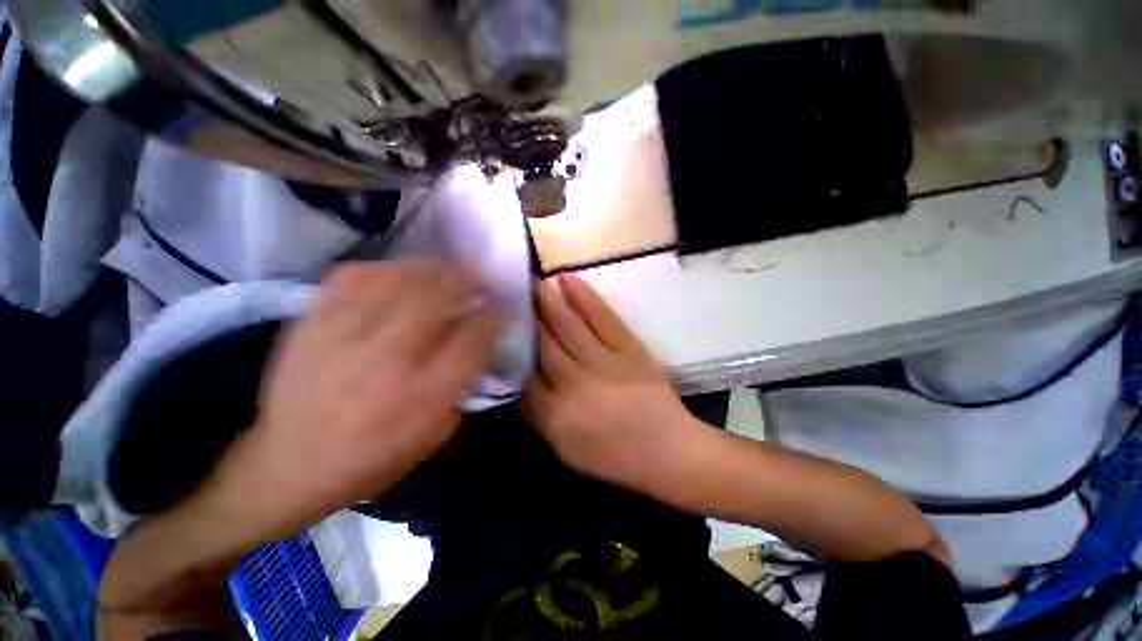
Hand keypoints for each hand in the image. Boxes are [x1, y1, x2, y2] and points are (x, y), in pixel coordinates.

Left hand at [217, 262, 499, 541]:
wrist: (286, 466)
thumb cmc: (371, 458)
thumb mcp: (433, 435)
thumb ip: (461, 386)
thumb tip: (476, 343)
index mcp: (421, 396)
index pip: (471, 340)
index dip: (491, 318)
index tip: (499, 310)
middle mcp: (386, 361)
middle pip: (436, 300)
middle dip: (467, 282)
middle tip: (480, 280)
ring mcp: (344, 338)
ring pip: (397, 282)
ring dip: (433, 271)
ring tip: (447, 271)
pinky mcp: (311, 325)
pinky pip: (351, 279)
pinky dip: (383, 269)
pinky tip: (398, 273)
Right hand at [524, 274, 700, 493]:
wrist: (667, 451)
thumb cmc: (615, 457)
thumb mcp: (566, 449)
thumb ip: (538, 417)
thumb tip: (519, 384)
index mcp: (556, 414)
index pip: (524, 374)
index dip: (513, 348)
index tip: (504, 329)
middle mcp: (574, 383)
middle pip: (543, 344)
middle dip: (526, 318)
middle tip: (512, 295)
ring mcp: (604, 362)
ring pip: (568, 326)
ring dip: (548, 302)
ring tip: (535, 283)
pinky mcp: (629, 348)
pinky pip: (602, 317)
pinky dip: (584, 297)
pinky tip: (567, 280)